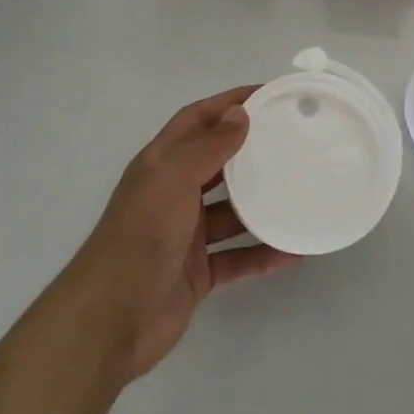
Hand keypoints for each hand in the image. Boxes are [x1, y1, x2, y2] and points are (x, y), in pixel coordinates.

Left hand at [60, 86, 301, 382]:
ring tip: (301, 193)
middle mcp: (173, 193)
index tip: (269, 94)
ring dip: (262, 204)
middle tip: (294, 141)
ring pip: (231, 212)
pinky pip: (237, 258)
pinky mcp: (197, 273)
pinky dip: (262, 254)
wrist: (111, 319)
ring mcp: (185, 235)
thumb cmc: (142, 236)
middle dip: (251, 150)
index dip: (229, 102)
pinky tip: (294, 251)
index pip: (197, 119)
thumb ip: (208, 146)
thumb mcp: (174, 179)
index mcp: (161, 164)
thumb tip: (240, 113)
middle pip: (217, 163)